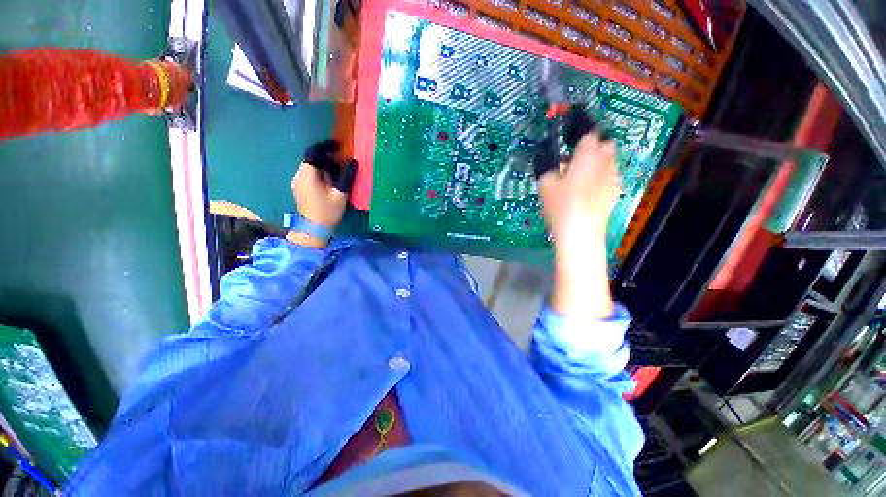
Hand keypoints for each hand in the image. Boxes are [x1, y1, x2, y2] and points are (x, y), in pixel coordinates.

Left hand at [288, 140, 356, 247]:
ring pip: (312, 167)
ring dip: (325, 167)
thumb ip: (346, 176)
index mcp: (307, 175)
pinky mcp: (300, 188)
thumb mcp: (340, 194)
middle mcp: (299, 175)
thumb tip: (353, 162)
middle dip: (328, 158)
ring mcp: (298, 182)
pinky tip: (331, 183)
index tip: (339, 146)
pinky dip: (321, 174)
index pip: (314, 152)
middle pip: (313, 159)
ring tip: (339, 175)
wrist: (313, 229)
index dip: (326, 146)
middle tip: (343, 164)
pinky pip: (310, 175)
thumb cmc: (327, 211)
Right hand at [538, 134, 618, 250]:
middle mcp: (604, 162)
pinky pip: (611, 177)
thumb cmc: (561, 205)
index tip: (572, 142)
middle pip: (606, 145)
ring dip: (599, 162)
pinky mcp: (615, 193)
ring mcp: (613, 178)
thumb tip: (556, 165)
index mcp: (586, 156)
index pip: (589, 135)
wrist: (580, 232)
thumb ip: (549, 169)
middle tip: (578, 159)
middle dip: (595, 147)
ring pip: (610, 161)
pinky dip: (603, 178)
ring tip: (584, 175)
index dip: (581, 135)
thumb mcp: (545, 185)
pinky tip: (592, 190)